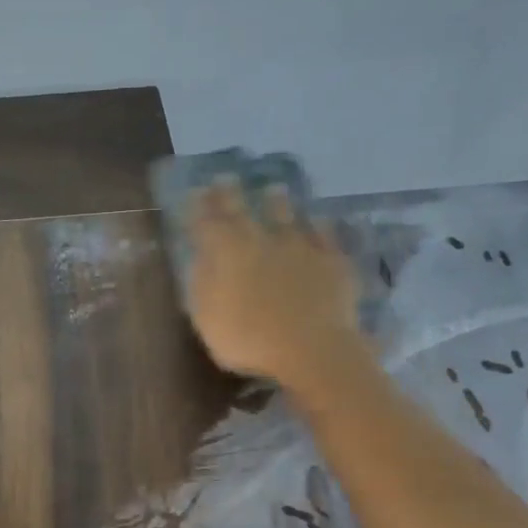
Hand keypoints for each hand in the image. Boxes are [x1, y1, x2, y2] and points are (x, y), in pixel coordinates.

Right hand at [184, 180, 366, 392]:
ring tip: (273, 189)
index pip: (207, 222)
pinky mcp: (332, 260)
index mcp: (226, 253)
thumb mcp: (208, 318)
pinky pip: (324, 235)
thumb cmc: (249, 340)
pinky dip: (318, 225)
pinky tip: (318, 220)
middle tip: (225, 178)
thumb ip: (202, 284)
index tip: (195, 192)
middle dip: (231, 194)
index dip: (199, 207)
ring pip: (287, 215)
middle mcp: (262, 240)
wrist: (312, 349)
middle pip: (243, 211)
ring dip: (277, 202)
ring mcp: (300, 246)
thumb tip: (201, 257)